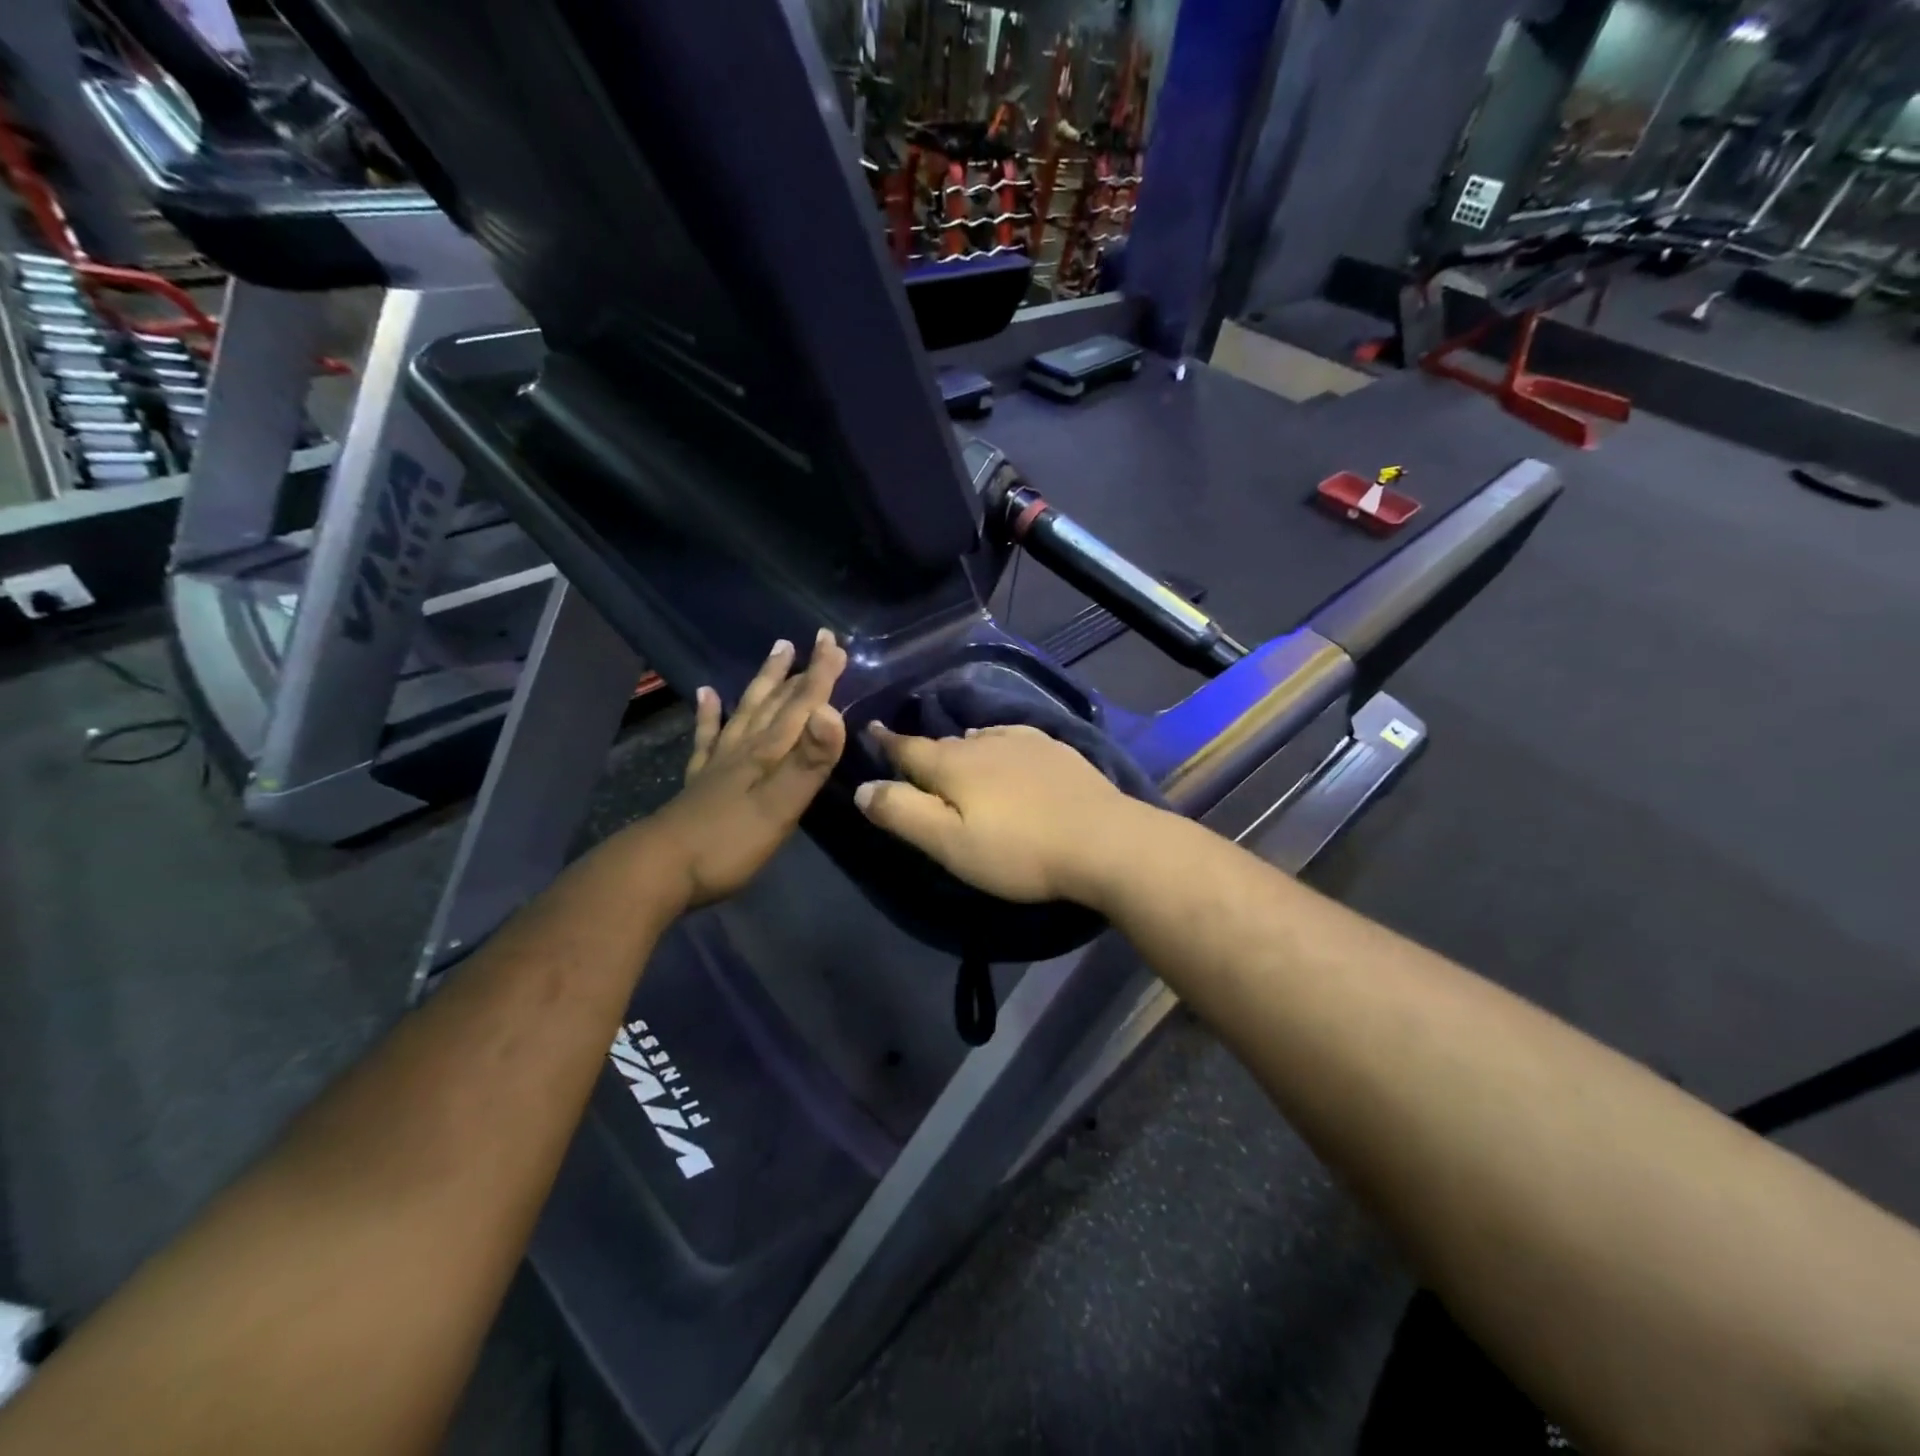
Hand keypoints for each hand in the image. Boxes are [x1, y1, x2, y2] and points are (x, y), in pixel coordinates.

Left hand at [638, 631, 847, 908]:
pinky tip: (706, 694)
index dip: (820, 675)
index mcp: (768, 753)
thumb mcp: (779, 806)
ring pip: (747, 711)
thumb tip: (832, 712)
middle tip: (815, 643)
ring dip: (765, 683)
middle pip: (777, 703)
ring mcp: (719, 763)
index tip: (833, 640)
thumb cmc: (728, 843)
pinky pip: (707, 737)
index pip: (801, 706)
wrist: (659, 870)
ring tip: (777, 653)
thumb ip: (808, 762)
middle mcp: (745, 749)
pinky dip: (709, 714)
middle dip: (800, 673)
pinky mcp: (701, 781)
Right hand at [854, 723, 1146, 905]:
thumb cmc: (1019, 850)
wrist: (1104, 841)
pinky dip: (999, 744)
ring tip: (957, 757)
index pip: (908, 748)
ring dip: (963, 747)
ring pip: (981, 738)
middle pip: (944, 744)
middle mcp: (985, 742)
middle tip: (913, 761)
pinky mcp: (1058, 751)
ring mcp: (1026, 742)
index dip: (886, 742)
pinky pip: (1014, 739)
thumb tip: (863, 787)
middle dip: (924, 749)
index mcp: (954, 764)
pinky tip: (1008, 753)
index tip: (870, 729)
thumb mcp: (949, 843)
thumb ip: (903, 813)